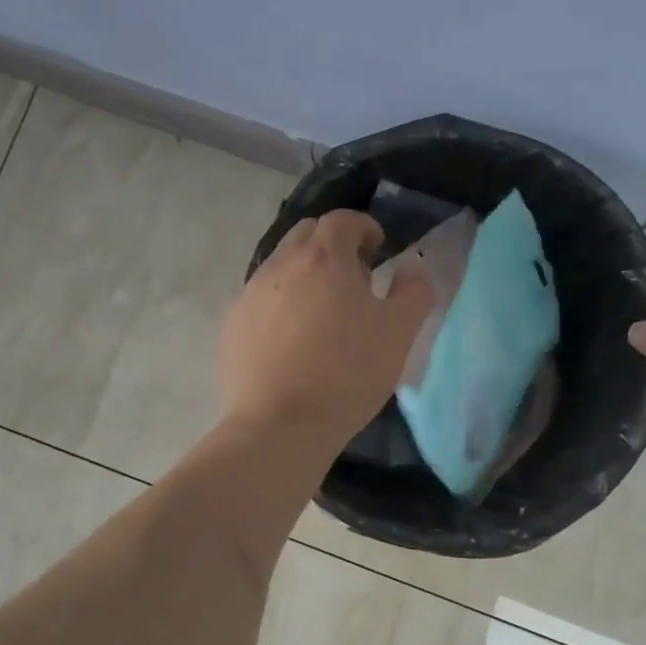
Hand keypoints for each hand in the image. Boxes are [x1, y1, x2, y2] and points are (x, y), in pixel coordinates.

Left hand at [220, 210, 433, 448]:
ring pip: (281, 266)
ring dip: (305, 275)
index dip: (364, 227)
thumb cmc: (347, 373)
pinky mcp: (232, 325)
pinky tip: (293, 342)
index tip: (377, 249)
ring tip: (323, 313)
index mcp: (324, 258)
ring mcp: (251, 294)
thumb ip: (413, 293)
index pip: (342, 220)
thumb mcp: (399, 333)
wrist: (279, 424)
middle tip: (353, 278)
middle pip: (306, 235)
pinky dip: (281, 305)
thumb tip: (411, 270)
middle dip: (332, 245)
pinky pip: (261, 300)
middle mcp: (281, 265)